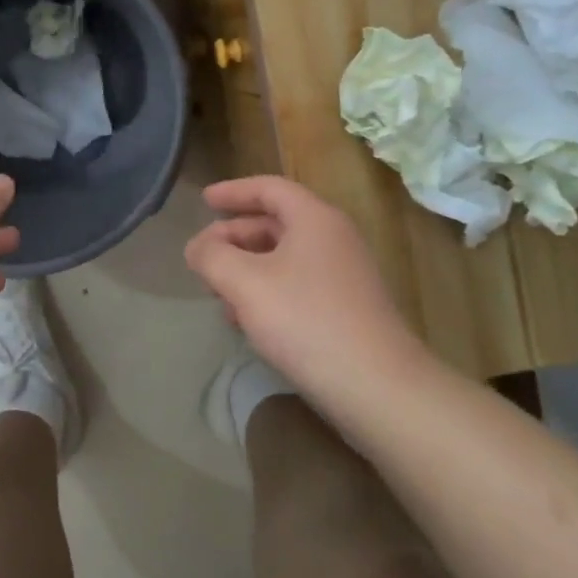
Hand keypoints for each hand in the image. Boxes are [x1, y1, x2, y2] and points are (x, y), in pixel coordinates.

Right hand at [184, 175, 428, 415]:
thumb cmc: (307, 321)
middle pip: (275, 222)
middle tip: (202, 257)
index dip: (233, 191)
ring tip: (218, 293)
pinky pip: (297, 285)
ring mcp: (344, 275)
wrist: (379, 389)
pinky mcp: (347, 309)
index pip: (269, 188)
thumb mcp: (245, 283)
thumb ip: (212, 256)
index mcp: (314, 219)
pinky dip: (266, 291)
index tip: (204, 201)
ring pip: (283, 257)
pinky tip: (247, 322)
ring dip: (246, 268)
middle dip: (234, 237)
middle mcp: (333, 238)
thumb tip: (198, 247)